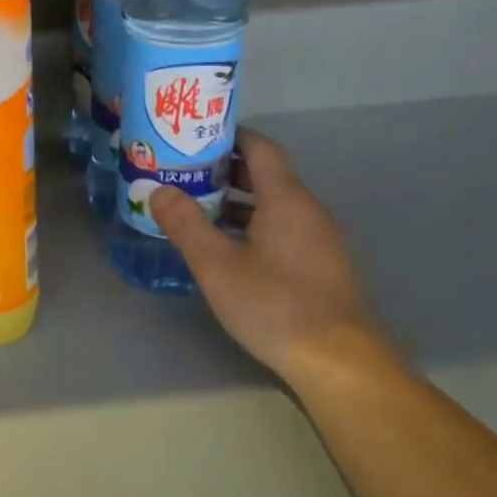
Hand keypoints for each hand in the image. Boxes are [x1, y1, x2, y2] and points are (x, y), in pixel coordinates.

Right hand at [149, 129, 393, 381]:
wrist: (338, 362)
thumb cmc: (275, 304)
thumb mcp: (217, 264)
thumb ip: (185, 224)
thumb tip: (157, 190)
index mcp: (286, 198)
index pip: (260, 147)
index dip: (229, 135)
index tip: (193, 135)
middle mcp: (307, 209)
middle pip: (265, 173)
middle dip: (223, 168)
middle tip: (182, 170)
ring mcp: (317, 238)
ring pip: (271, 203)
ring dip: (235, 198)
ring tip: (194, 204)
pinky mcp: (319, 264)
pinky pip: (280, 226)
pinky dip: (250, 223)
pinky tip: (224, 244)